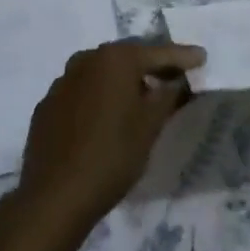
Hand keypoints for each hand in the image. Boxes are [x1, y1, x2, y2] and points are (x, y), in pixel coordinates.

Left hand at [10, 39, 204, 242]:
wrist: (55, 197)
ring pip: (102, 73)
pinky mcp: (48, 105)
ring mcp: (63, 81)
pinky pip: (82, 92)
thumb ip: (169, 95)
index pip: (158, 53)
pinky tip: (106, 117)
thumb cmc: (112, 155)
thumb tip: (179, 79)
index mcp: (115, 59)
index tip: (201, 57)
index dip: (183, 57)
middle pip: (128, 57)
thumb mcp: (150, 125)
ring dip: (123, 80)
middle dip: (152, 65)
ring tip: (141, 97)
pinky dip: (99, 97)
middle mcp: (87, 60)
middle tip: (174, 77)